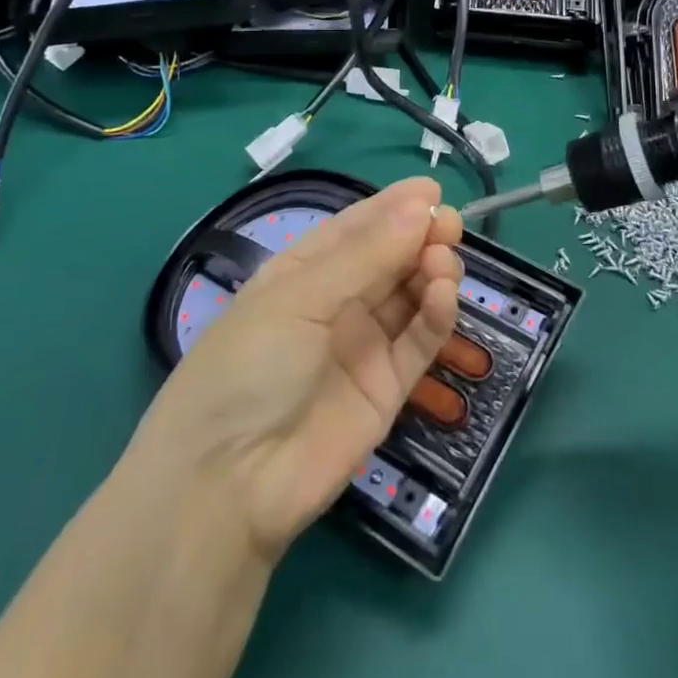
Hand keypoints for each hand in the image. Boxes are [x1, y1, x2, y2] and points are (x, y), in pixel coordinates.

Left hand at [127, 178, 462, 560]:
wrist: (228, 488)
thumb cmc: (248, 369)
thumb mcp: (299, 299)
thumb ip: (365, 255)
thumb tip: (420, 206)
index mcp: (302, 274)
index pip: (355, 229)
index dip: (392, 207)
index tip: (431, 190)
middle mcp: (335, 303)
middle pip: (389, 258)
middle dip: (420, 236)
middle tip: (448, 225)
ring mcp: (364, 345)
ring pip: (410, 294)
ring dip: (431, 270)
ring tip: (443, 262)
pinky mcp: (388, 387)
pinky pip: (420, 340)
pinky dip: (437, 314)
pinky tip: (443, 294)